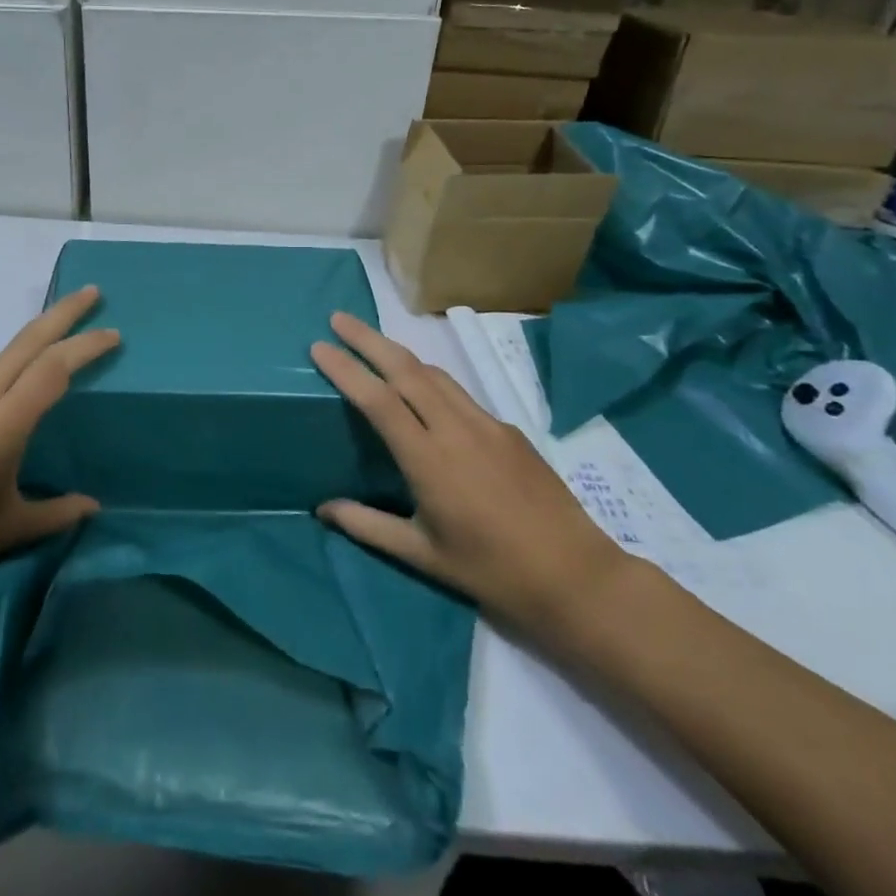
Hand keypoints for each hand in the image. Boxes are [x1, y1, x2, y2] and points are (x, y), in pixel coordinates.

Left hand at [0, 286, 119, 600]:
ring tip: (63, 339)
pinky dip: (13, 366)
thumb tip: (92, 506)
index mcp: (3, 422)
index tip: (114, 334)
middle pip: (27, 341)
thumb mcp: (7, 529)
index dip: (86, 346)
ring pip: (4, 355)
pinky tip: (16, 391)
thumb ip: (54, 513)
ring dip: (37, 338)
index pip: (53, 368)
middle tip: (93, 292)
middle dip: (63, 313)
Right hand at [310, 312, 625, 637]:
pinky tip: (420, 389)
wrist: (576, 575)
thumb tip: (323, 509)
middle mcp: (456, 430)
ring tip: (371, 343)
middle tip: (338, 319)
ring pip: (434, 373)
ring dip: (398, 352)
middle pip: (405, 369)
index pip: (378, 400)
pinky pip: (458, 392)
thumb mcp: (423, 555)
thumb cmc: (492, 571)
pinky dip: (428, 377)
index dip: (346, 369)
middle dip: (368, 339)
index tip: (319, 347)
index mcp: (429, 461)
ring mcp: (486, 424)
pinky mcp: (508, 429)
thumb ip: (369, 526)